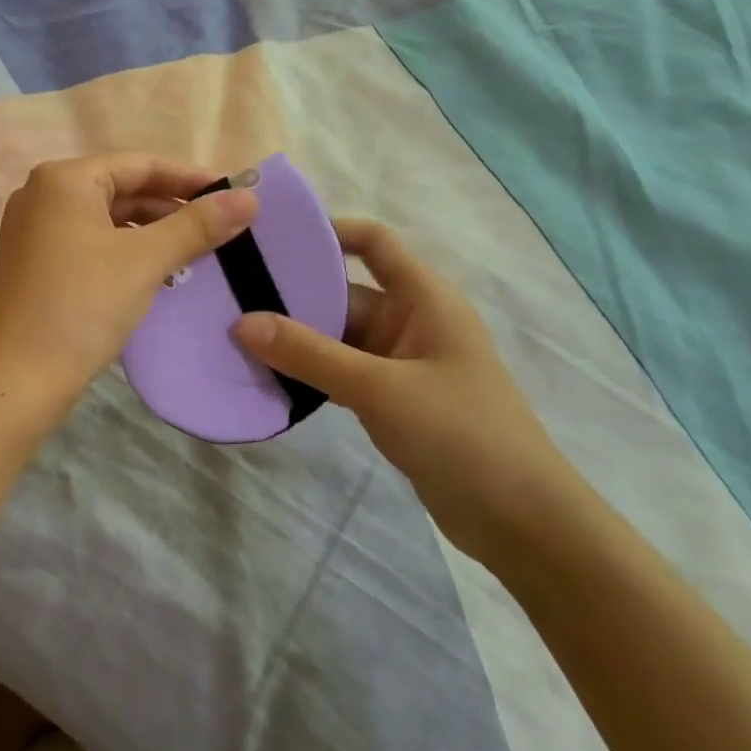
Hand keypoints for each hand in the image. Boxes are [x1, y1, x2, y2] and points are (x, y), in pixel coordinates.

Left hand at [0, 153, 258, 412]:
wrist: (16, 379)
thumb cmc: (81, 307)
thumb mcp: (144, 261)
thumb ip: (197, 225)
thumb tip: (249, 197)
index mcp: (63, 180)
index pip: (140, 164)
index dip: (190, 178)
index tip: (233, 195)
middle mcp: (42, 195)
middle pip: (121, 189)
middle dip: (171, 208)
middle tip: (220, 229)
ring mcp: (32, 230)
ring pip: (106, 219)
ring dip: (150, 233)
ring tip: (194, 255)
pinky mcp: (33, 262)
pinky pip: (88, 243)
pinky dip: (123, 252)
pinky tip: (154, 274)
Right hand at [234, 219, 590, 564]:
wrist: (519, 520)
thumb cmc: (460, 434)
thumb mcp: (379, 388)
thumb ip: (310, 355)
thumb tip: (242, 323)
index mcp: (424, 299)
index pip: (374, 242)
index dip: (328, 231)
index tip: (271, 238)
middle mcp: (411, 321)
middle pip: (344, 291)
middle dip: (293, 293)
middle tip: (231, 294)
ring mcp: (400, 363)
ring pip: (337, 336)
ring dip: (295, 338)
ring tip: (235, 334)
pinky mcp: (391, 399)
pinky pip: (339, 372)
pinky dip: (308, 372)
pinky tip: (266, 376)